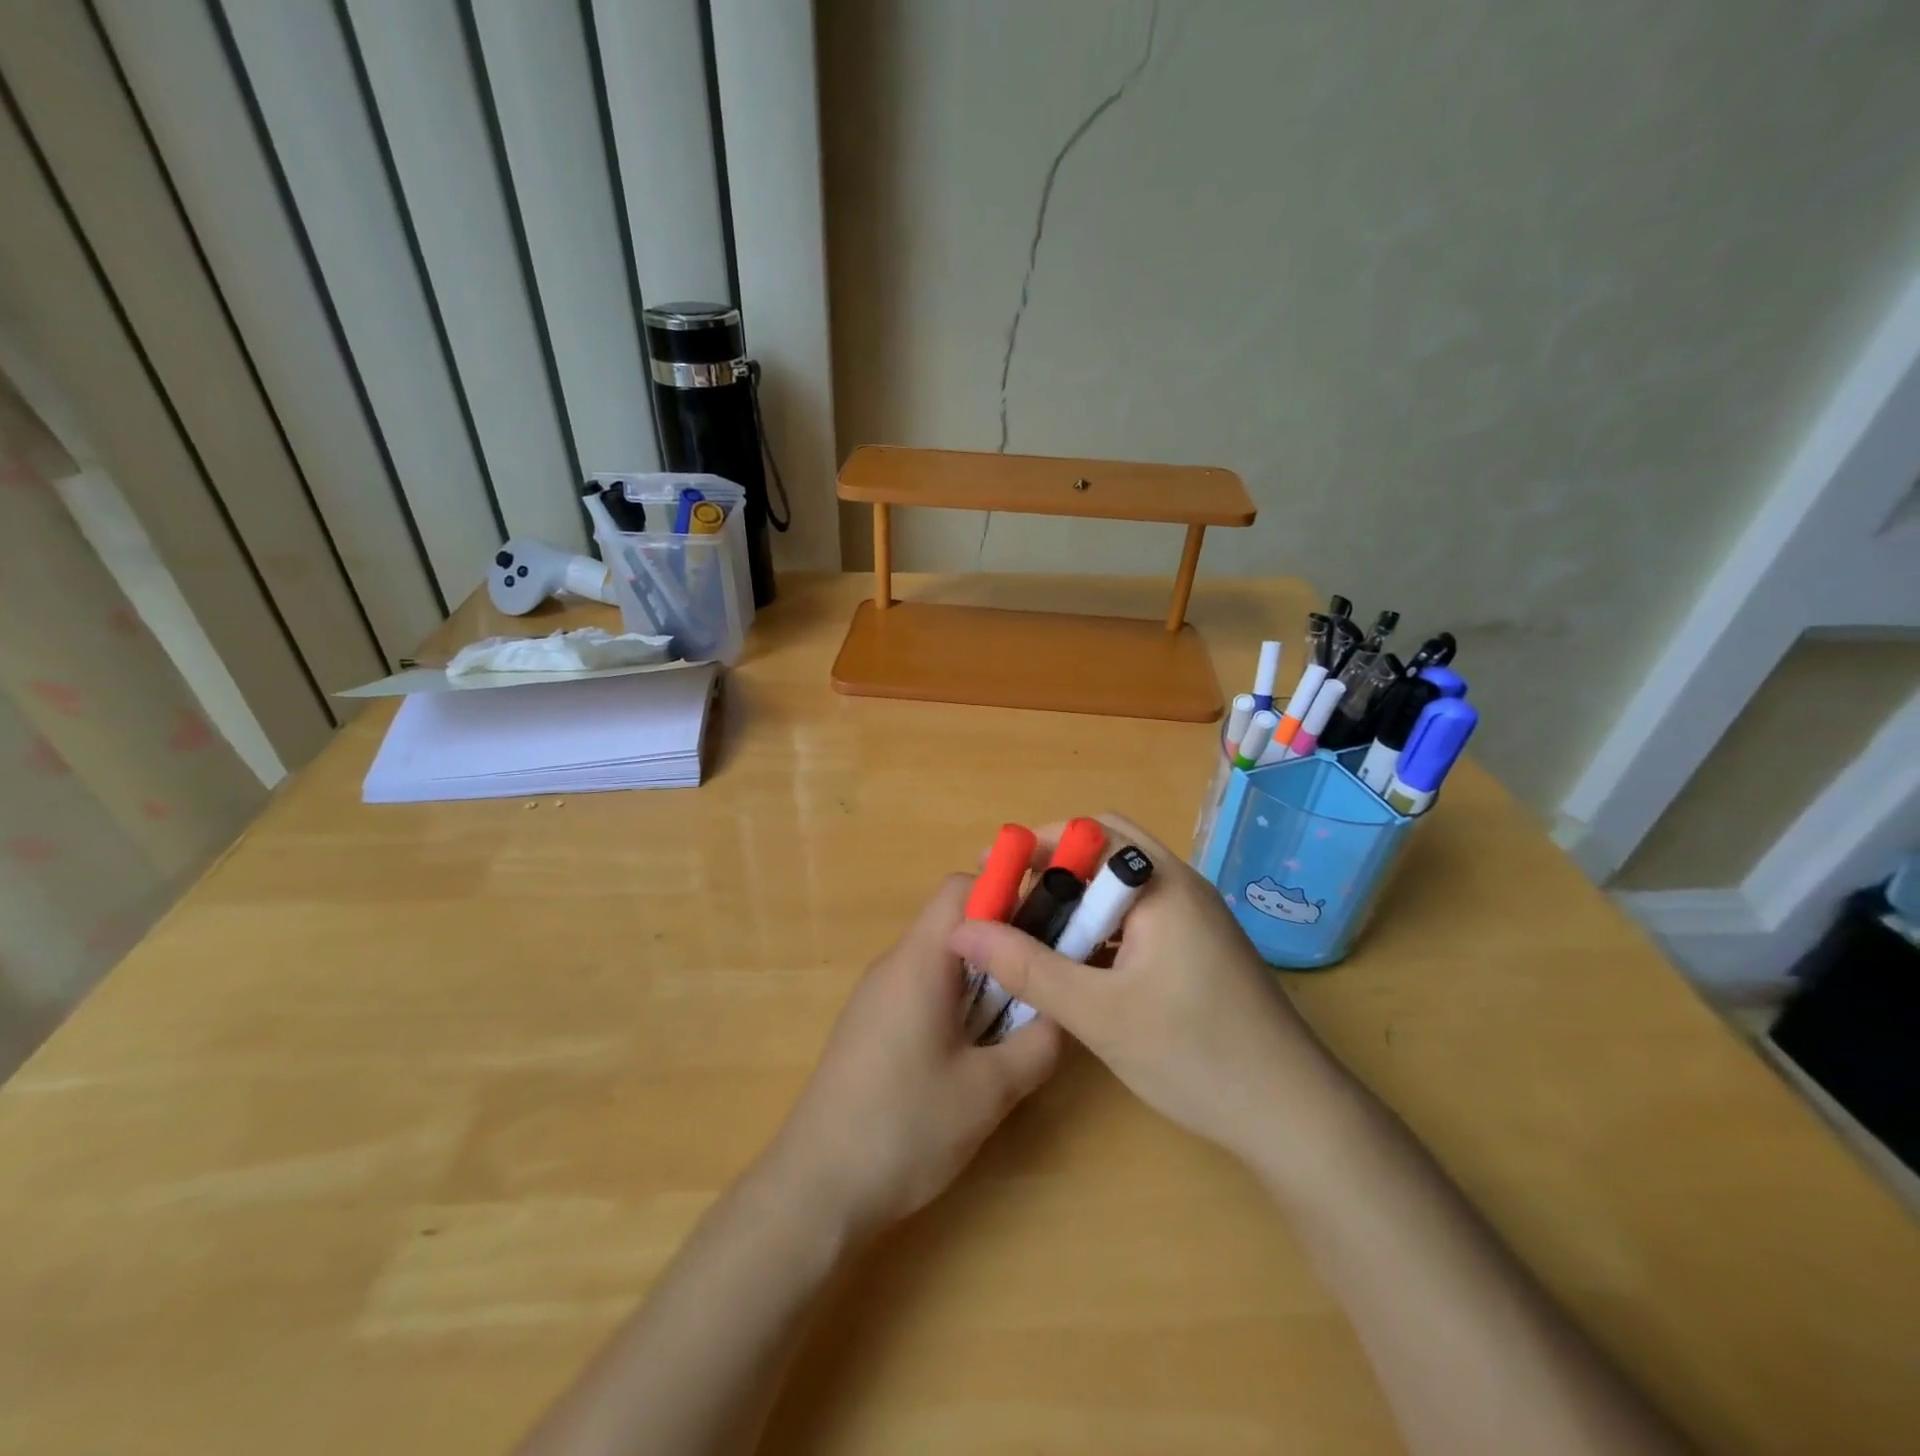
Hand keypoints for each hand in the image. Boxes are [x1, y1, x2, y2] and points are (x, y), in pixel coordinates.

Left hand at [763, 874, 1062, 1238]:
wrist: (815, 1189)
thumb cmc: (904, 1128)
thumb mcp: (990, 1090)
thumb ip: (1039, 1043)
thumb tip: (1065, 1012)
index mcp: (920, 961)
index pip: (962, 888)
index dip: (1007, 892)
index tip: (1048, 924)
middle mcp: (894, 964)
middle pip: (953, 922)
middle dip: (1003, 940)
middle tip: (1043, 976)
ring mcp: (876, 995)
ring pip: (940, 958)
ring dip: (982, 975)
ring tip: (1017, 1017)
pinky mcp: (870, 1025)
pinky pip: (922, 988)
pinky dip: (956, 1000)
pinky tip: (972, 1050)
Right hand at [949, 814, 1333, 1159]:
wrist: (1293, 1116)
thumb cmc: (1195, 1054)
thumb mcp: (1098, 1013)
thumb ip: (1026, 968)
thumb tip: (961, 930)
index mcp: (1163, 884)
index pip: (1092, 832)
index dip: (1037, 843)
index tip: (992, 871)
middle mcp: (1181, 887)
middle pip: (1107, 852)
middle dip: (1054, 868)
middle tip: (1010, 900)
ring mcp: (1195, 919)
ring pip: (1122, 887)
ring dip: (1076, 901)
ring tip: (1032, 934)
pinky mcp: (1198, 949)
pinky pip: (1138, 918)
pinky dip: (1100, 928)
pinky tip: (1077, 966)